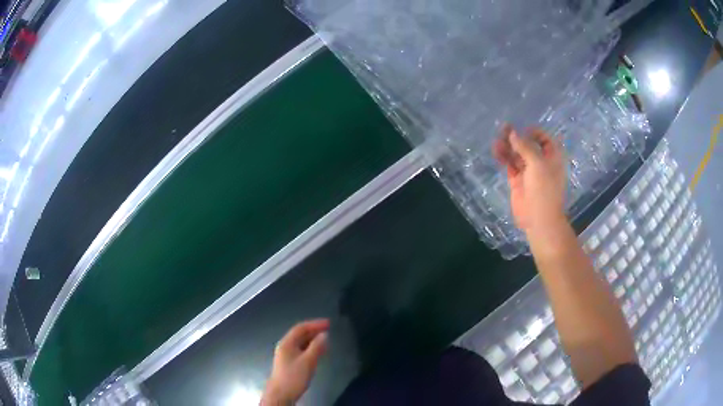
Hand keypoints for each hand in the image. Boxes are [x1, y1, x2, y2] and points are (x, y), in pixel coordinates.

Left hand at [262, 319, 328, 404]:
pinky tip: (318, 352)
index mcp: (287, 343)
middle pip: (300, 334)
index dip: (315, 324)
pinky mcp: (289, 363)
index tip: (329, 323)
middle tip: (329, 329)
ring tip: (326, 340)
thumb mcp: (308, 361)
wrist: (281, 394)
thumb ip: (316, 347)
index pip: (301, 328)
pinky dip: (311, 348)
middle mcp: (285, 346)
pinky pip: (301, 350)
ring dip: (313, 339)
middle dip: (314, 331)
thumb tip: (324, 334)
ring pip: (301, 343)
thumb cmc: (294, 376)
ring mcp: (286, 355)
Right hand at [493, 125, 566, 232]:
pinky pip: (510, 164)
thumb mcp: (537, 164)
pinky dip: (504, 157)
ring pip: (517, 153)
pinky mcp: (517, 180)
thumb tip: (512, 133)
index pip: (544, 138)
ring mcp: (528, 171)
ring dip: (508, 146)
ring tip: (497, 141)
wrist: (539, 218)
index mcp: (552, 157)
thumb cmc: (544, 189)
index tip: (522, 130)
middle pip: (528, 144)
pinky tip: (496, 152)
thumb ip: (525, 146)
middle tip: (503, 130)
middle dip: (516, 137)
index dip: (533, 132)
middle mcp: (541, 161)